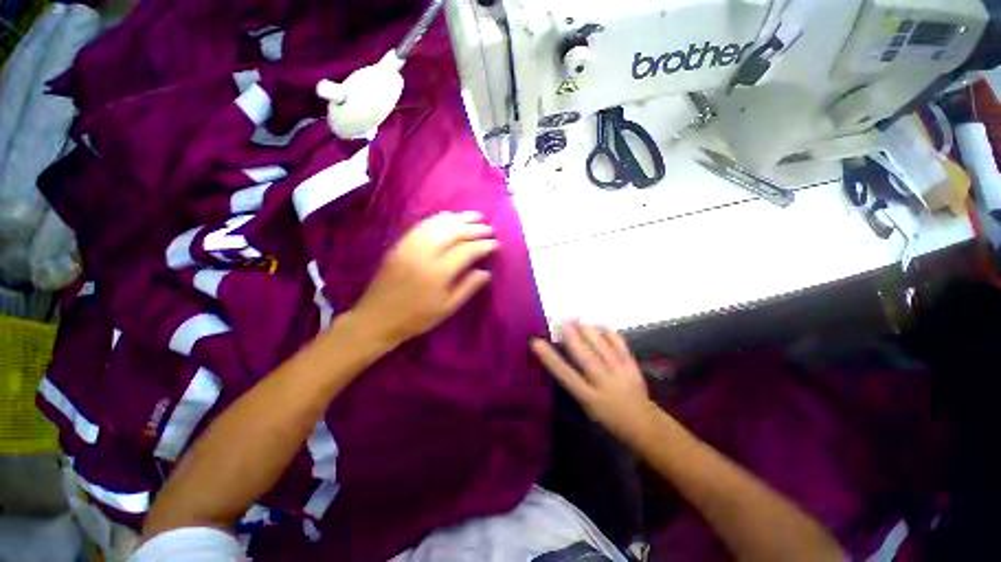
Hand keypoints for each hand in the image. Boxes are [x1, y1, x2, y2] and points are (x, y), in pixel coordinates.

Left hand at [354, 211, 496, 346]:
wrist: (377, 317)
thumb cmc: (416, 318)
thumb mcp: (447, 308)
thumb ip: (468, 287)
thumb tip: (486, 271)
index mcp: (438, 273)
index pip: (467, 250)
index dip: (484, 245)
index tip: (496, 244)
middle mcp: (424, 253)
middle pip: (455, 232)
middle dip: (475, 228)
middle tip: (490, 228)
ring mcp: (410, 245)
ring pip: (439, 223)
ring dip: (460, 218)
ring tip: (476, 217)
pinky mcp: (400, 243)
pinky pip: (423, 224)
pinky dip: (440, 218)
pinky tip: (451, 217)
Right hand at [531, 322, 656, 443]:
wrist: (644, 424)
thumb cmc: (609, 417)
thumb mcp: (588, 405)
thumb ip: (577, 382)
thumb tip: (565, 355)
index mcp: (588, 397)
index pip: (565, 375)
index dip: (550, 358)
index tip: (536, 342)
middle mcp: (603, 383)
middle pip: (585, 357)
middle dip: (573, 339)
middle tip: (562, 322)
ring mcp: (619, 373)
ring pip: (602, 349)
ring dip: (589, 332)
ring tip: (578, 320)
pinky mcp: (632, 366)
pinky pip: (620, 346)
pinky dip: (610, 334)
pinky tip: (601, 327)